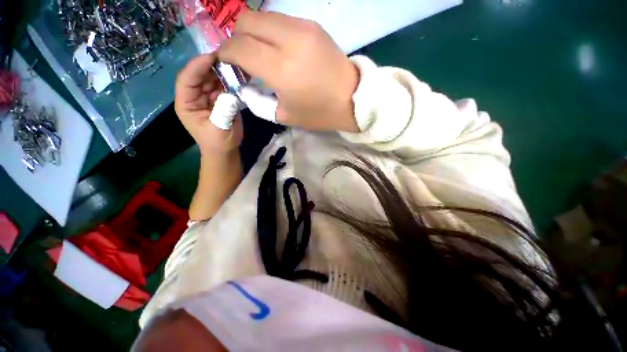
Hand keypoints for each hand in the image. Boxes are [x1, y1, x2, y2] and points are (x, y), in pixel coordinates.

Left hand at [175, 54, 243, 155]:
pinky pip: (223, 86)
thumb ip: (223, 109)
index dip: (197, 66)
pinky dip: (230, 81)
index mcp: (186, 103)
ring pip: (212, 79)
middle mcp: (195, 97)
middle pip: (200, 75)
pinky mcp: (219, 100)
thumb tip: (231, 92)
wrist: (226, 151)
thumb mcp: (219, 128)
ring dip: (223, 73)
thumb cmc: (218, 142)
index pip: (187, 79)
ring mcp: (208, 97)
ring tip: (236, 66)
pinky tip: (239, 77)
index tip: (213, 57)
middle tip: (229, 58)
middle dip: (212, 67)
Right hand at [218, 11, 359, 131]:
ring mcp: (303, 27)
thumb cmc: (319, 113)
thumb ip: (257, 101)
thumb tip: (244, 84)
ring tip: (261, 54)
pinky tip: (278, 50)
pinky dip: (271, 33)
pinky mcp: (312, 24)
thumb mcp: (284, 115)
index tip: (226, 63)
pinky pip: (281, 20)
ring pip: (262, 16)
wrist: (352, 99)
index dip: (226, 53)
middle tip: (243, 59)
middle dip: (237, 38)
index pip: (239, 46)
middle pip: (245, 21)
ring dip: (254, 33)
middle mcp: (289, 40)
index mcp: (281, 68)